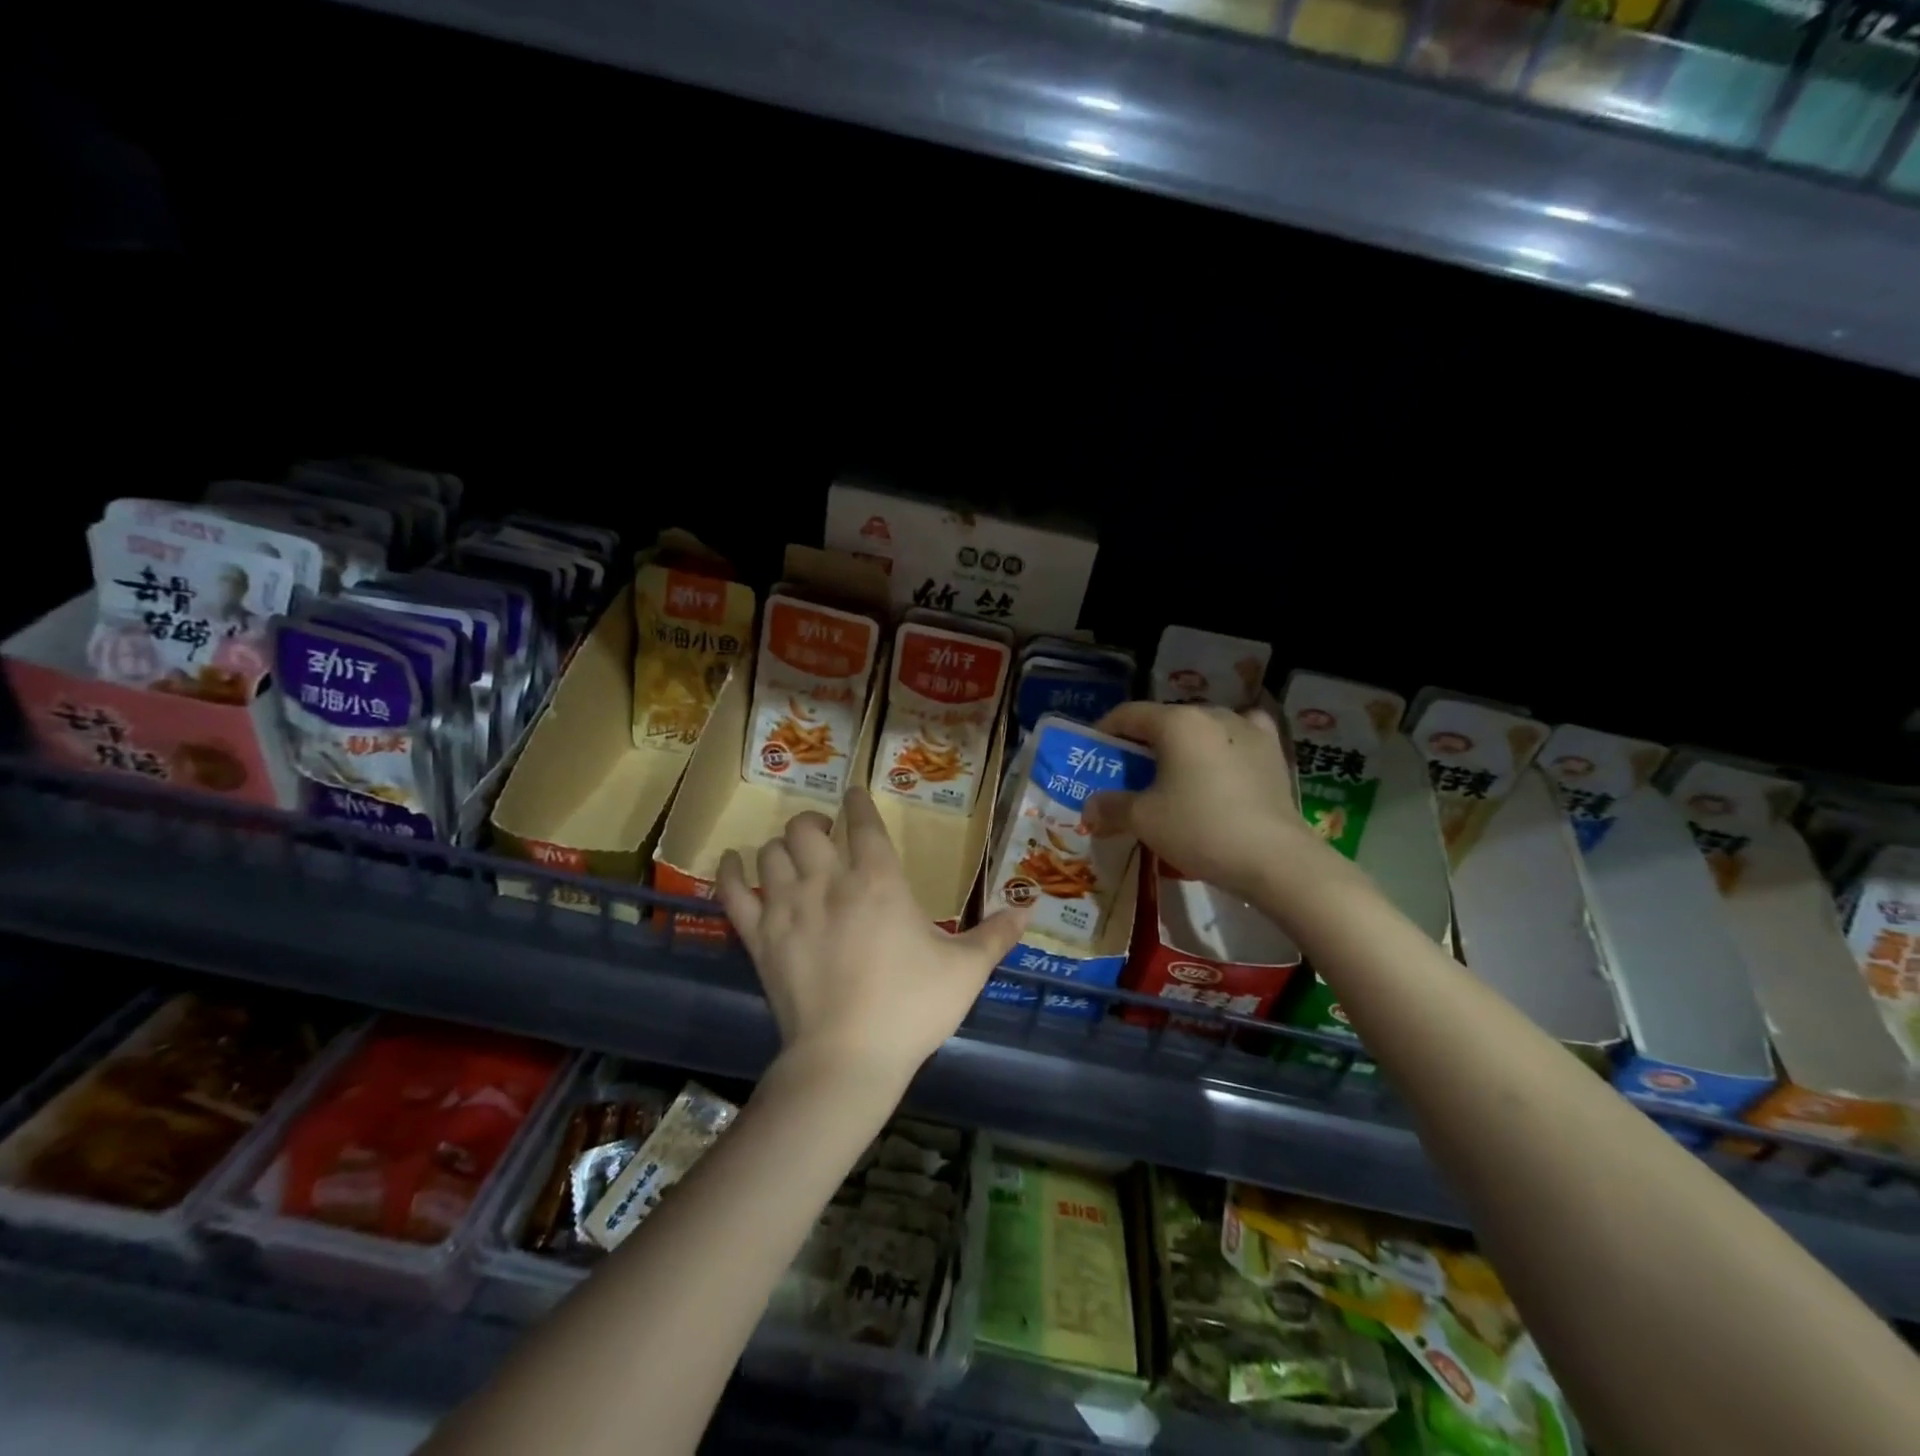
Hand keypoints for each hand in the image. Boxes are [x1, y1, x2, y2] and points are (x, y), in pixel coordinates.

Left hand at [716, 789, 1029, 1087]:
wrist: (847, 1060)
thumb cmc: (910, 1008)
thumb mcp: (965, 970)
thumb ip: (996, 935)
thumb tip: (1030, 909)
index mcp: (878, 880)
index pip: (862, 822)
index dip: (857, 802)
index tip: (853, 792)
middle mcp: (829, 881)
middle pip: (807, 828)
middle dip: (815, 821)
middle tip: (824, 830)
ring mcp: (788, 907)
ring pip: (772, 852)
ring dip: (782, 845)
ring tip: (793, 851)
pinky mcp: (759, 937)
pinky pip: (734, 891)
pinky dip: (731, 871)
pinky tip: (735, 862)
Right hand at [1085, 702, 1326, 900]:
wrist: (1275, 858)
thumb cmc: (1200, 828)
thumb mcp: (1144, 820)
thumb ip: (1111, 807)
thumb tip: (1091, 807)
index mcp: (1177, 722)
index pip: (1129, 714)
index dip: (1106, 731)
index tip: (1094, 753)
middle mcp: (1213, 714)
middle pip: (1166, 721)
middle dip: (1144, 743)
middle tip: (1130, 773)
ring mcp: (1249, 730)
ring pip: (1203, 728)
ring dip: (1183, 745)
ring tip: (1175, 774)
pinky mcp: (1273, 752)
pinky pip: (1240, 737)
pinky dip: (1225, 745)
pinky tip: (1223, 763)